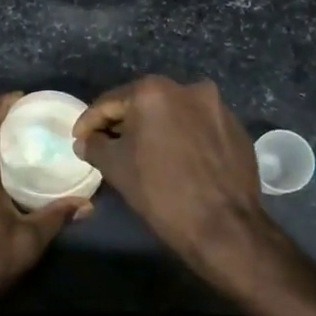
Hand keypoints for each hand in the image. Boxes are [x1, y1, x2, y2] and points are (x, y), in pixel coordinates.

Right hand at [73, 76, 273, 278]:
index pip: (110, 103)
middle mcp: (188, 88)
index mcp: (154, 92)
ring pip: (174, 114)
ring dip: (155, 129)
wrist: (224, 226)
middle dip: (124, 123)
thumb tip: (85, 141)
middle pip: (144, 103)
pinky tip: (176, 159)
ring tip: (143, 153)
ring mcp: (217, 107)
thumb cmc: (161, 192)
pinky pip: (198, 127)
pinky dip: (182, 137)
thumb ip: (95, 146)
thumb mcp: (116, 168)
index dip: (90, 122)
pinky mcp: (236, 128)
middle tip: (108, 145)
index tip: (79, 139)